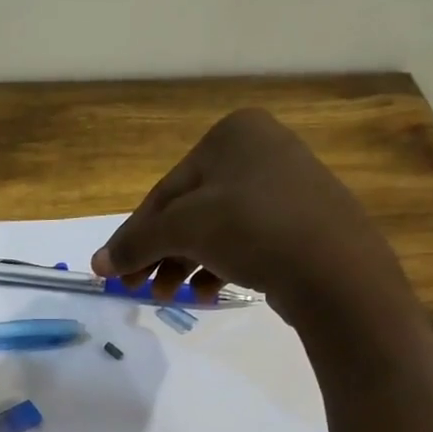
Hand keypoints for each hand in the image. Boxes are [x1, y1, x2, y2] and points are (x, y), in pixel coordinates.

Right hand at [90, 109, 408, 327]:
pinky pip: (244, 239)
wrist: (336, 268)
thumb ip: (135, 244)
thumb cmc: (252, 230)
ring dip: (184, 264)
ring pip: (213, 228)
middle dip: (159, 253)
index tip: (113, 271)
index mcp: (230, 135)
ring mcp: (284, 183)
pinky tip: (209, 292)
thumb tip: (96, 264)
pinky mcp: (300, 219)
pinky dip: (219, 265)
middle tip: (136, 288)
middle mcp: (258, 149)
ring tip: (169, 296)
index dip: (134, 236)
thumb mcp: (183, 231)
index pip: (164, 192)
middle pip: (187, 210)